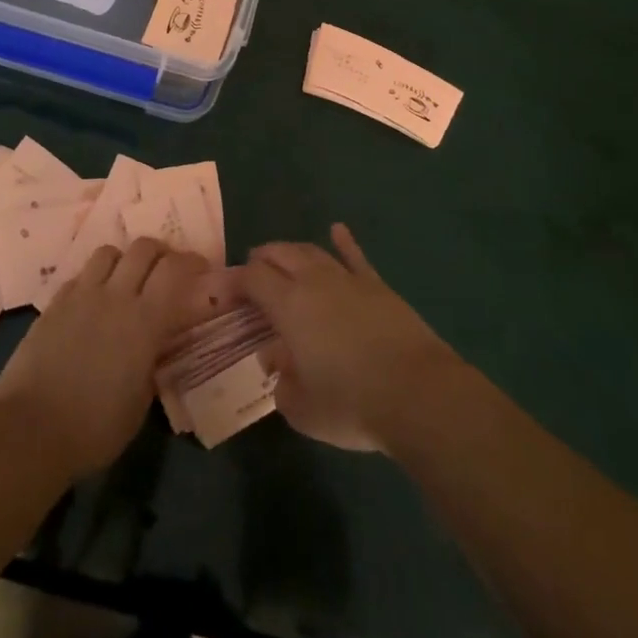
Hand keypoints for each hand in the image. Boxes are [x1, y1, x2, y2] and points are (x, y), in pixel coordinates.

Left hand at [0, 238, 208, 479]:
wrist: (29, 429)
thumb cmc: (94, 428)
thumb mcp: (140, 402)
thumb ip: (152, 363)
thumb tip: (156, 347)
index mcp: (144, 321)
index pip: (175, 270)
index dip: (191, 262)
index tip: (201, 270)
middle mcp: (115, 296)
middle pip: (143, 248)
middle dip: (161, 253)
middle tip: (167, 270)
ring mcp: (81, 296)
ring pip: (109, 252)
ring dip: (125, 260)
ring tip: (128, 279)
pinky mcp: (54, 303)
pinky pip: (81, 275)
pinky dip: (95, 279)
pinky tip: (94, 301)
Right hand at [242, 224, 460, 452]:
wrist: (417, 393)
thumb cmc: (351, 404)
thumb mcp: (301, 408)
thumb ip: (281, 383)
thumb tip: (277, 362)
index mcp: (288, 305)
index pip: (252, 278)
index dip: (233, 280)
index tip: (221, 290)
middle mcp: (314, 281)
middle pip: (280, 255)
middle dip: (261, 259)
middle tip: (251, 272)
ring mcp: (348, 279)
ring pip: (312, 252)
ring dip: (292, 252)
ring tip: (282, 257)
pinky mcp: (377, 286)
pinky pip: (355, 257)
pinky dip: (344, 242)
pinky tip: (337, 230)